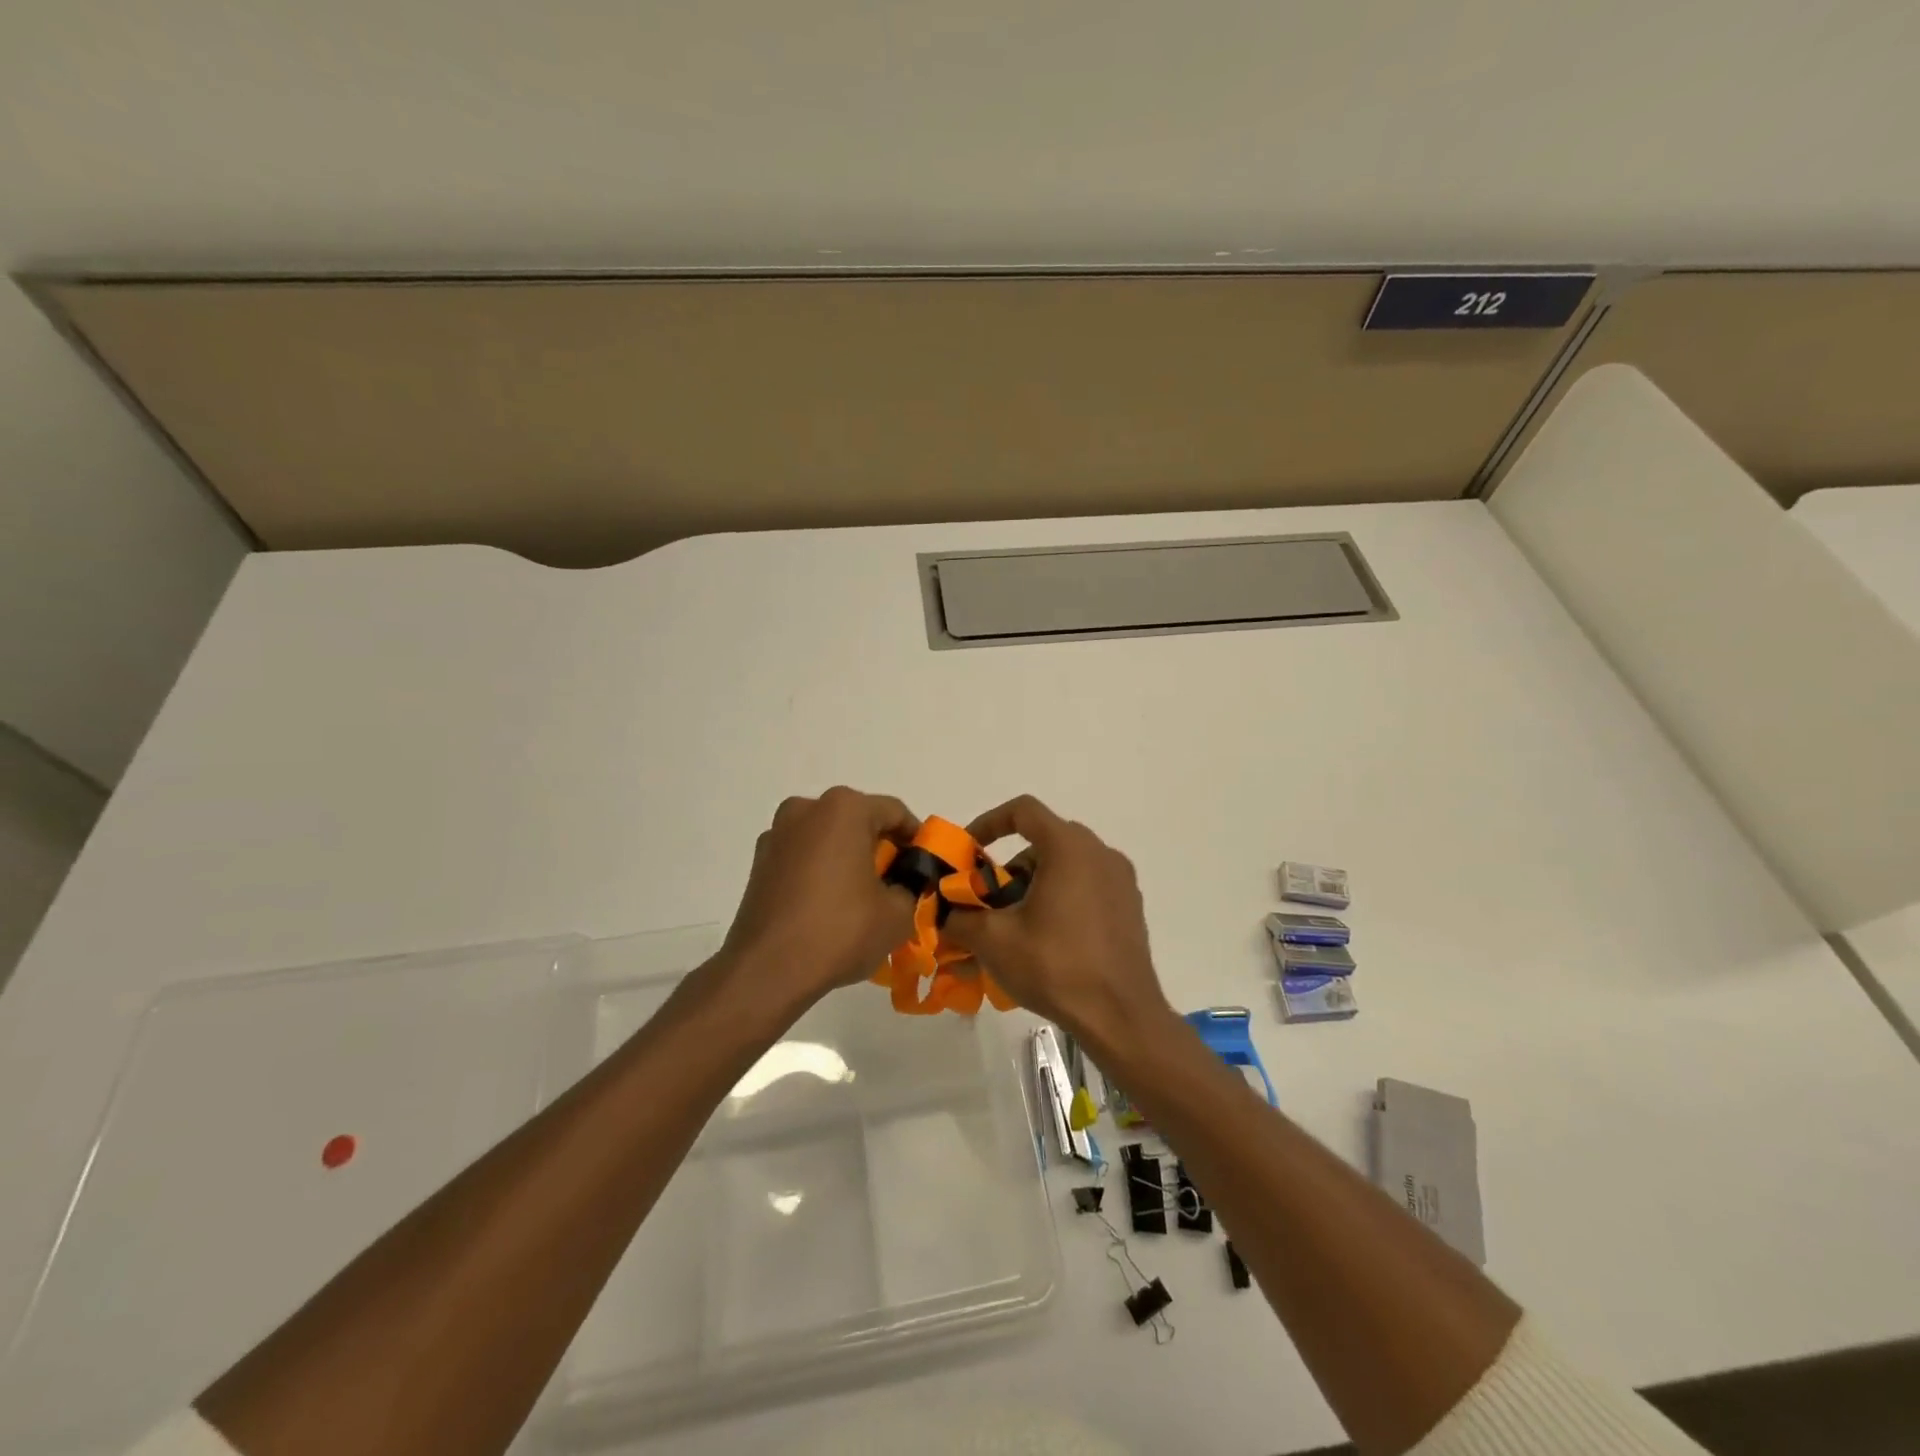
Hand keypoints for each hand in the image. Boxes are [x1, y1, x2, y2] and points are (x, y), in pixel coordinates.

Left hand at [721, 787, 920, 1011]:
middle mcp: (807, 809)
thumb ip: (911, 889)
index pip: (895, 812)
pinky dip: (820, 872)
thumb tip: (903, 886)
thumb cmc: (840, 930)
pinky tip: (830, 906)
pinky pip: (803, 858)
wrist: (767, 970)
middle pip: (857, 821)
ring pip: (827, 839)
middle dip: (880, 848)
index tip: (925, 867)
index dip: (916, 840)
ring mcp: (777, 834)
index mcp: (844, 808)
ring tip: (863, 898)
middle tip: (897, 883)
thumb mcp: (897, 914)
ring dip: (848, 859)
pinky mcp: (759, 863)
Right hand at [942, 795, 1175, 1054]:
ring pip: (1066, 865)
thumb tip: (944, 912)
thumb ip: (960, 917)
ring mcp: (1120, 880)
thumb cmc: (1055, 967)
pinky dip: (1061, 897)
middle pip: (1044, 841)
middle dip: (1010, 867)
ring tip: (1016, 926)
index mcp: (1069, 848)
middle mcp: (1099, 853)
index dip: (989, 823)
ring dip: (1035, 884)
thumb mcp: (994, 941)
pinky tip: (1048, 938)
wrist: (1121, 1016)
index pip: (1023, 811)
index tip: (970, 851)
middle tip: (989, 900)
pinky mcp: (1130, 906)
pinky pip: (1087, 885)